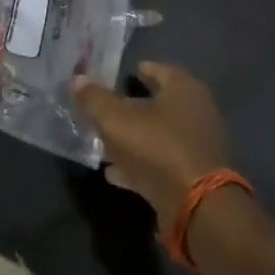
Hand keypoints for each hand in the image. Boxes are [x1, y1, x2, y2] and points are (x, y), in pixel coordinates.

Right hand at [72, 62, 231, 219]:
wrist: (196, 204)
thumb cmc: (157, 147)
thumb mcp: (115, 120)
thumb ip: (94, 99)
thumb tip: (77, 78)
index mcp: (184, 90)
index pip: (160, 69)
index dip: (139, 70)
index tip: (119, 74)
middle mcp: (197, 113)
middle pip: (159, 105)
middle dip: (131, 108)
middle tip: (104, 110)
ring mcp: (197, 147)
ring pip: (158, 136)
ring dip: (133, 139)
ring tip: (103, 143)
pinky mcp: (193, 176)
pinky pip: (160, 163)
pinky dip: (138, 165)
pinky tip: (114, 172)